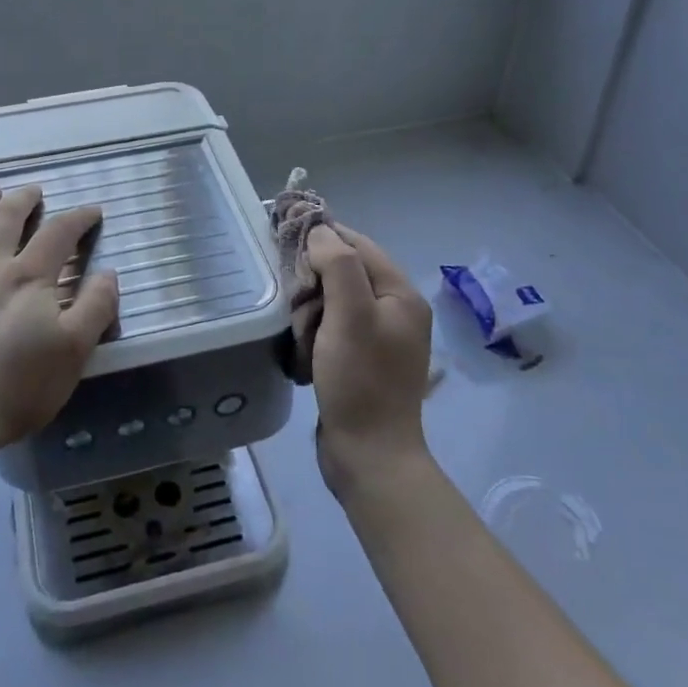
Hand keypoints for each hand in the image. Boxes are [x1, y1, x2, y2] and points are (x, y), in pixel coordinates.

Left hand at [0, 185, 119, 457]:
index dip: (78, 218)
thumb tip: (108, 273)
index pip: (58, 233)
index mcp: (29, 277)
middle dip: (25, 200)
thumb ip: (95, 308)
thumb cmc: (16, 386)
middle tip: (35, 190)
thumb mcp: (73, 353)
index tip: (92, 210)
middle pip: (8, 219)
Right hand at [306, 224, 434, 496]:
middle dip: (314, 287)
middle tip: (300, 311)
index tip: (285, 234)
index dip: (323, 237)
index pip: (358, 245)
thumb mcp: (349, 315)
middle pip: (343, 273)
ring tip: (303, 341)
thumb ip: (338, 264)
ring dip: (310, 314)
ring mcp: (378, 337)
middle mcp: (395, 311)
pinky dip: (314, 336)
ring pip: (332, 302)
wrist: (369, 455)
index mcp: (401, 294)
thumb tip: (320, 231)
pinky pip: (331, 329)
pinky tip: (305, 355)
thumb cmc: (360, 380)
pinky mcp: (361, 360)